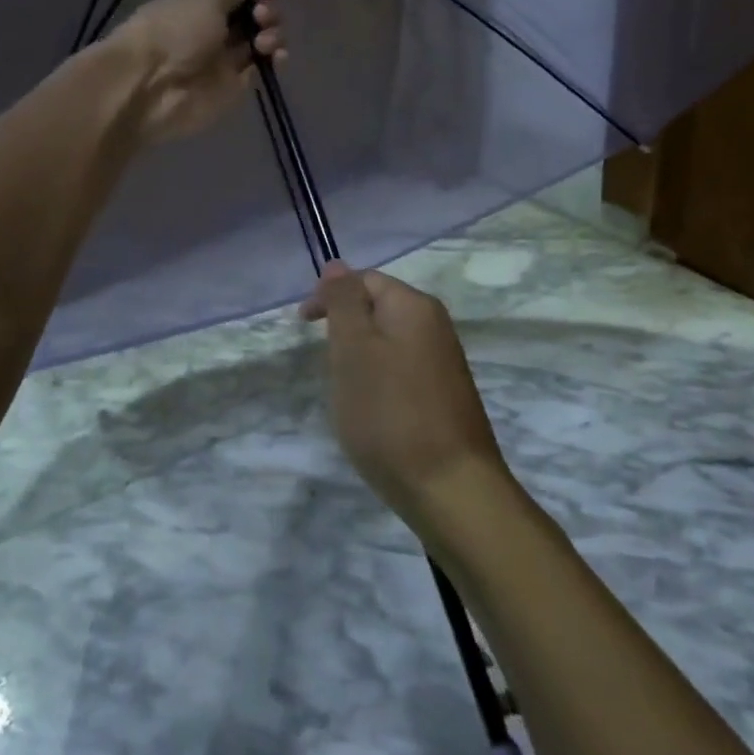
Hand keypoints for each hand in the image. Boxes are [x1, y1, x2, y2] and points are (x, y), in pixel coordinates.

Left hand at [108, 0, 285, 145]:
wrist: (149, 86)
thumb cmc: (174, 32)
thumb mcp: (204, 2)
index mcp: (199, 8)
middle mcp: (212, 34)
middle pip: (251, 21)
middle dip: (266, 13)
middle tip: (262, 16)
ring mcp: (222, 63)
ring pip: (258, 45)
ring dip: (271, 36)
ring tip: (264, 40)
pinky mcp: (232, 89)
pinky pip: (259, 72)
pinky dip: (273, 62)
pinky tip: (277, 56)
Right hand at [301, 263, 513, 532]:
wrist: (451, 490)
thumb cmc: (390, 414)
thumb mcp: (353, 350)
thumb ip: (343, 302)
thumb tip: (336, 265)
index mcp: (414, 306)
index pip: (364, 280)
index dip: (329, 297)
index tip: (302, 327)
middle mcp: (435, 326)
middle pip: (377, 309)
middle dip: (344, 329)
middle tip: (326, 365)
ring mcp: (444, 362)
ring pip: (387, 342)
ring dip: (359, 358)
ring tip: (345, 392)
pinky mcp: (445, 395)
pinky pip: (401, 370)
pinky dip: (378, 381)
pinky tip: (372, 412)